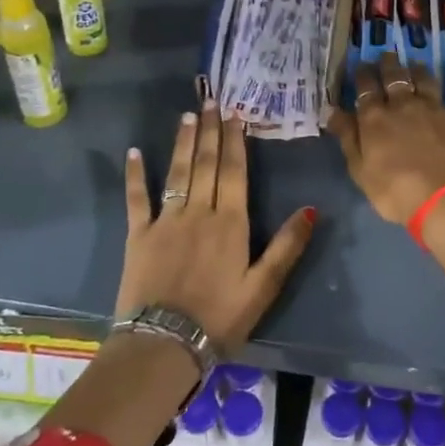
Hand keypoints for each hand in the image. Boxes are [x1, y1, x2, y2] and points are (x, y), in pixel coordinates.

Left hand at [120, 102, 314, 350]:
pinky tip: (133, 152)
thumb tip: (311, 209)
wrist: (164, 344)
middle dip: (210, 130)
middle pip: (206, 164)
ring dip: (183, 142)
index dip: (235, 140)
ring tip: (186, 115)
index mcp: (230, 222)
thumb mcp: (263, 287)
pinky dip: (135, 175)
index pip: (234, 171)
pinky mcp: (138, 235)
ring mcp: (165, 220)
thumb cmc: (220, 318)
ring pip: (177, 172)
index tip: (234, 113)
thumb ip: (287, 246)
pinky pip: (136, 199)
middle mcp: (198, 211)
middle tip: (210, 100)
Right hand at [326, 49, 444, 223]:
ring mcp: (436, 108)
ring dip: (420, 68)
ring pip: (426, 78)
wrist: (444, 200)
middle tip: (386, 56)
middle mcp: (404, 104)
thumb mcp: (360, 170)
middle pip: (394, 77)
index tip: (361, 67)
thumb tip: (333, 110)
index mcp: (375, 118)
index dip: (362, 76)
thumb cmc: (395, 192)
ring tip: (416, 61)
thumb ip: (348, 137)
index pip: (365, 90)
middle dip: (388, 64)